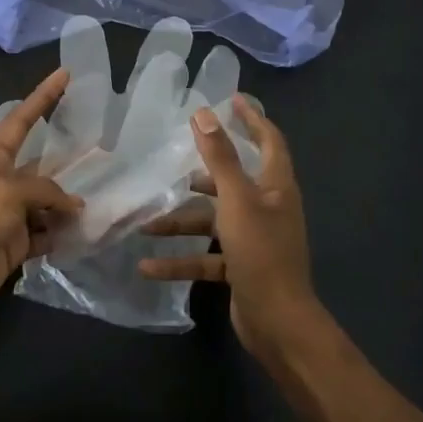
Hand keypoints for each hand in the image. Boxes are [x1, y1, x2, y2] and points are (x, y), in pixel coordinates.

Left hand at [0, 68, 82, 330]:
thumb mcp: (7, 194)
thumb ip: (45, 190)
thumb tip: (73, 206)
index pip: (22, 120)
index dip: (43, 96)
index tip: (65, 75)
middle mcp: (3, 183)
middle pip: (43, 165)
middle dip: (70, 161)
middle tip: (106, 152)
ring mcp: (10, 215)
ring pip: (49, 202)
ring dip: (70, 204)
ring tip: (103, 201)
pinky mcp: (16, 244)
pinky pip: (47, 232)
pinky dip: (63, 233)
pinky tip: (84, 234)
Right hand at [137, 96, 321, 351]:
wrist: (278, 322)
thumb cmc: (261, 252)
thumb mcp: (236, 200)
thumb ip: (220, 158)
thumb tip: (203, 114)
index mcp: (275, 187)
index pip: (269, 141)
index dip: (252, 118)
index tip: (231, 99)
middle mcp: (267, 208)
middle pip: (233, 181)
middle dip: (202, 174)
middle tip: (172, 162)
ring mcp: (254, 240)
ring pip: (212, 221)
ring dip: (180, 223)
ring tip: (144, 223)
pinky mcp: (240, 267)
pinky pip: (206, 257)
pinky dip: (180, 259)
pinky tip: (148, 266)